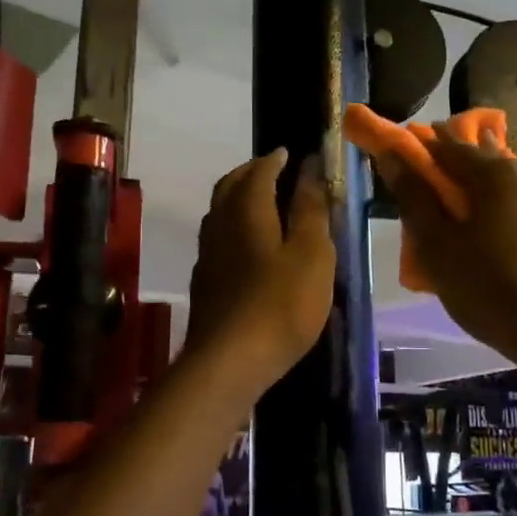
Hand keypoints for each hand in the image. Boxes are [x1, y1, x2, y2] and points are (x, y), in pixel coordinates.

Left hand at [186, 149, 335, 389]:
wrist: (229, 361)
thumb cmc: (281, 304)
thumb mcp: (312, 254)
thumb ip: (310, 209)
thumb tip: (310, 168)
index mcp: (247, 211)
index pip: (259, 171)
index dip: (275, 160)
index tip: (290, 153)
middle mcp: (219, 224)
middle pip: (230, 187)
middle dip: (251, 172)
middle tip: (273, 170)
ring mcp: (207, 255)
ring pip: (219, 212)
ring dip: (238, 198)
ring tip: (262, 202)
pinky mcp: (204, 282)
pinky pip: (217, 238)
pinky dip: (233, 226)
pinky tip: (247, 245)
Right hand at [374, 131, 516, 362]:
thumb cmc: (488, 288)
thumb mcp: (437, 246)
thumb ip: (414, 196)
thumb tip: (392, 155)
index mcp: (496, 172)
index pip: (449, 146)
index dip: (423, 150)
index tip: (406, 161)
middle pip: (484, 162)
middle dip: (458, 174)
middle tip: (437, 201)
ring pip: (512, 182)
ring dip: (488, 192)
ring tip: (473, 223)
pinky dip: (513, 210)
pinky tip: (506, 239)